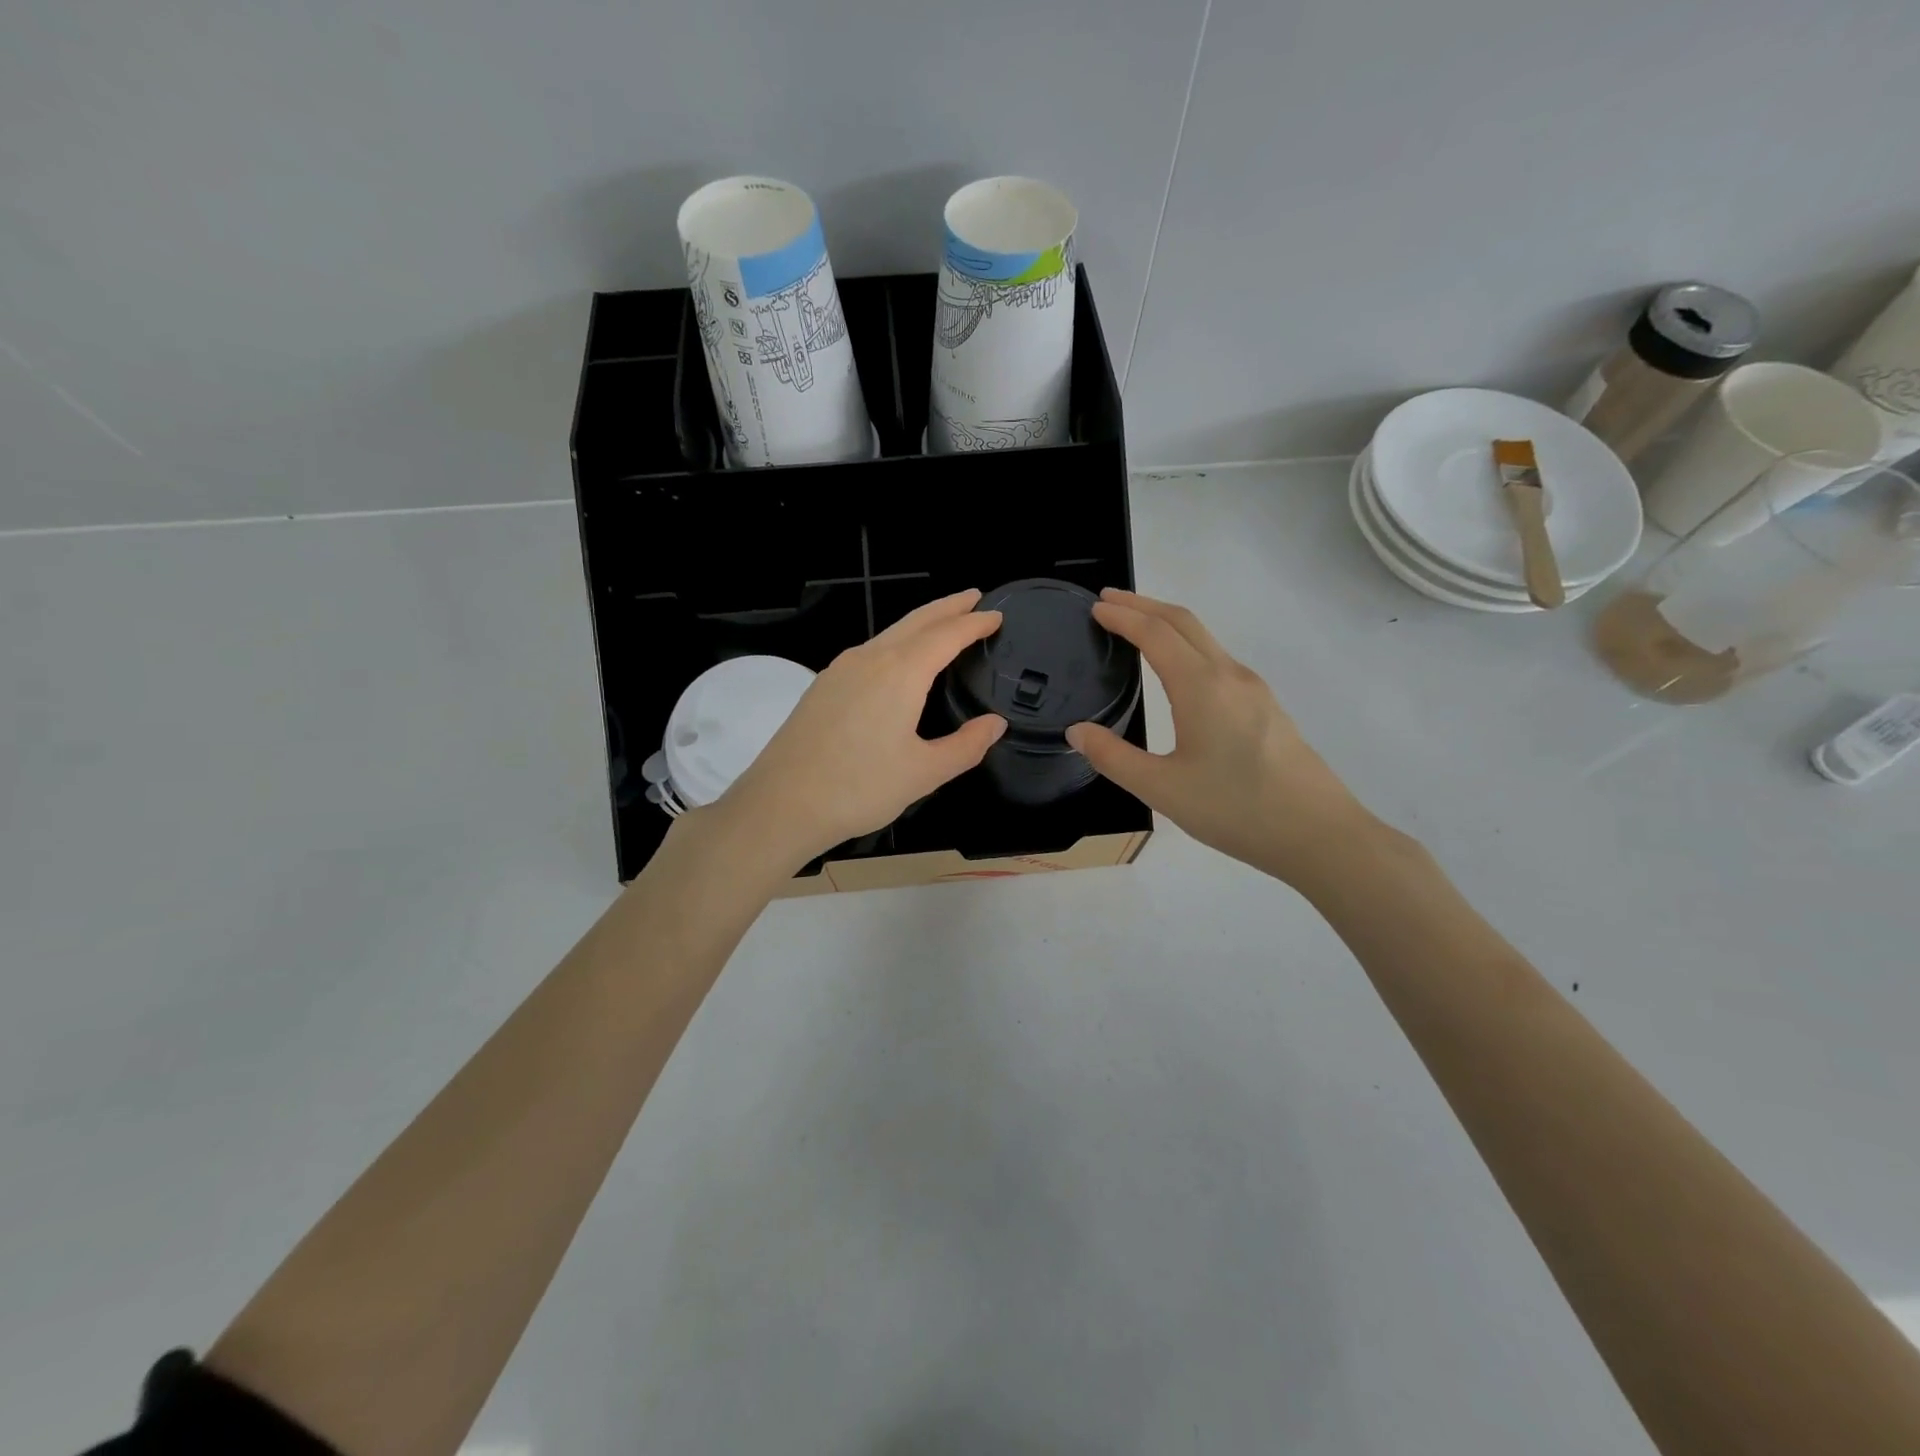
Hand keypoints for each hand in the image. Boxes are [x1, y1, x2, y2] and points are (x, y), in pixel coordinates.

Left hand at [713, 589, 1006, 868]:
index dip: (974, 623)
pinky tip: (898, 660)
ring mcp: (841, 669)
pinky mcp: (823, 685)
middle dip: (948, 607)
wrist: (782, 803)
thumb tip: (995, 724)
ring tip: (943, 624)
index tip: (996, 616)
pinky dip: (896, 642)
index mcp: (900, 673)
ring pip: (889, 633)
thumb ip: (966, 746)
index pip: (947, 635)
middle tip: (974, 598)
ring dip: (921, 623)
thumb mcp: (924, 773)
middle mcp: (870, 658)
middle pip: (916, 621)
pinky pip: (870, 650)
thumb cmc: (859, 788)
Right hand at [1065, 589, 1376, 885]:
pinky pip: (1218, 659)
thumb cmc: (1236, 810)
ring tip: (1136, 628)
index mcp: (1201, 687)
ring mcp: (1253, 689)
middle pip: (1184, 621)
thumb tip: (1077, 731)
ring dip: (1168, 624)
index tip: (1095, 608)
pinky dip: (1187, 646)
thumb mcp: (1162, 789)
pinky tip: (1177, 670)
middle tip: (1108, 602)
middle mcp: (1229, 675)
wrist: (1318, 833)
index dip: (1123, 616)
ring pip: (1205, 638)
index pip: (1155, 633)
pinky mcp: (1265, 706)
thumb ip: (1113, 757)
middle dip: (1144, 605)